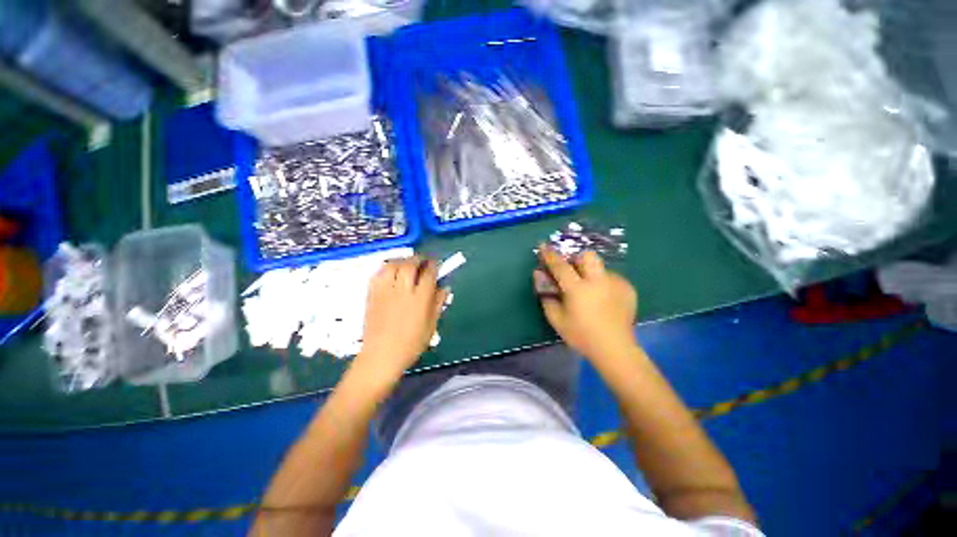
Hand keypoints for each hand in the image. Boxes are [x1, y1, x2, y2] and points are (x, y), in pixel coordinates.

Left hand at [356, 256, 448, 379]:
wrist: (381, 355)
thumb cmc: (411, 343)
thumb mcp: (431, 325)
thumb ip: (438, 304)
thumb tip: (445, 288)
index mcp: (420, 299)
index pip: (429, 273)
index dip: (434, 265)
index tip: (436, 263)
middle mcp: (403, 290)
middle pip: (410, 265)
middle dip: (418, 258)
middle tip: (423, 260)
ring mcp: (385, 291)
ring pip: (393, 265)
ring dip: (402, 260)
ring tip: (407, 264)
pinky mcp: (372, 294)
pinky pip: (378, 274)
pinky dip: (386, 268)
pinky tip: (391, 272)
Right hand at [536, 246, 637, 362]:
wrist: (615, 349)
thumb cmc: (581, 335)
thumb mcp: (556, 319)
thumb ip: (546, 295)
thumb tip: (539, 275)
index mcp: (578, 289)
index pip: (560, 266)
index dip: (549, 255)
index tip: (542, 246)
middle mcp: (598, 281)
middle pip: (587, 256)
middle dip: (577, 259)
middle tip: (572, 273)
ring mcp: (616, 283)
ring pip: (600, 267)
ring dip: (591, 273)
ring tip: (590, 292)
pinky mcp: (628, 289)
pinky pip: (611, 278)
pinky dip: (603, 283)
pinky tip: (604, 299)